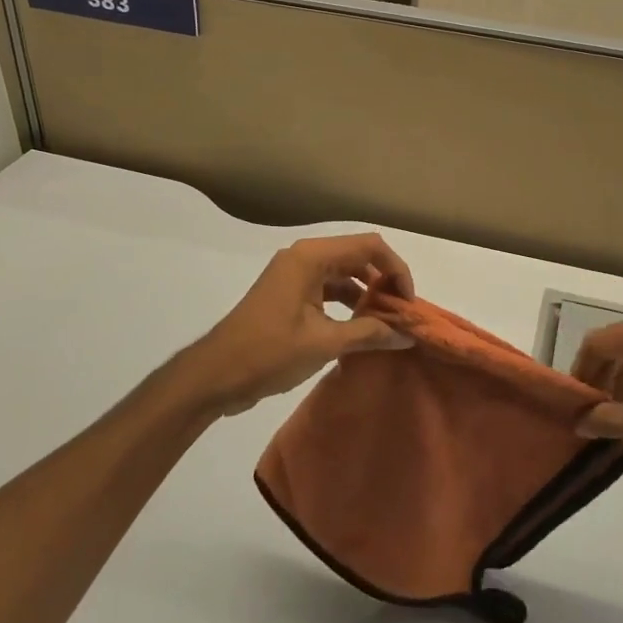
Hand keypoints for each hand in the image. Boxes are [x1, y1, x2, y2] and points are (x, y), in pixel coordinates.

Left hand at [187, 234, 415, 416]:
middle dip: (384, 282)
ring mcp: (294, 276)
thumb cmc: (268, 352)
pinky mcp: (290, 295)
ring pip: (344, 274)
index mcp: (311, 257)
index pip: (369, 246)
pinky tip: (362, 329)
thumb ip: (368, 334)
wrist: (215, 375)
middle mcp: (304, 258)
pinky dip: (348, 304)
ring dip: (367, 294)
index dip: (396, 269)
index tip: (408, 302)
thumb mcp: (323, 343)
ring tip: (387, 324)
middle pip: (358, 256)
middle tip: (403, 314)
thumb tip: (407, 336)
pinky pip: (328, 290)